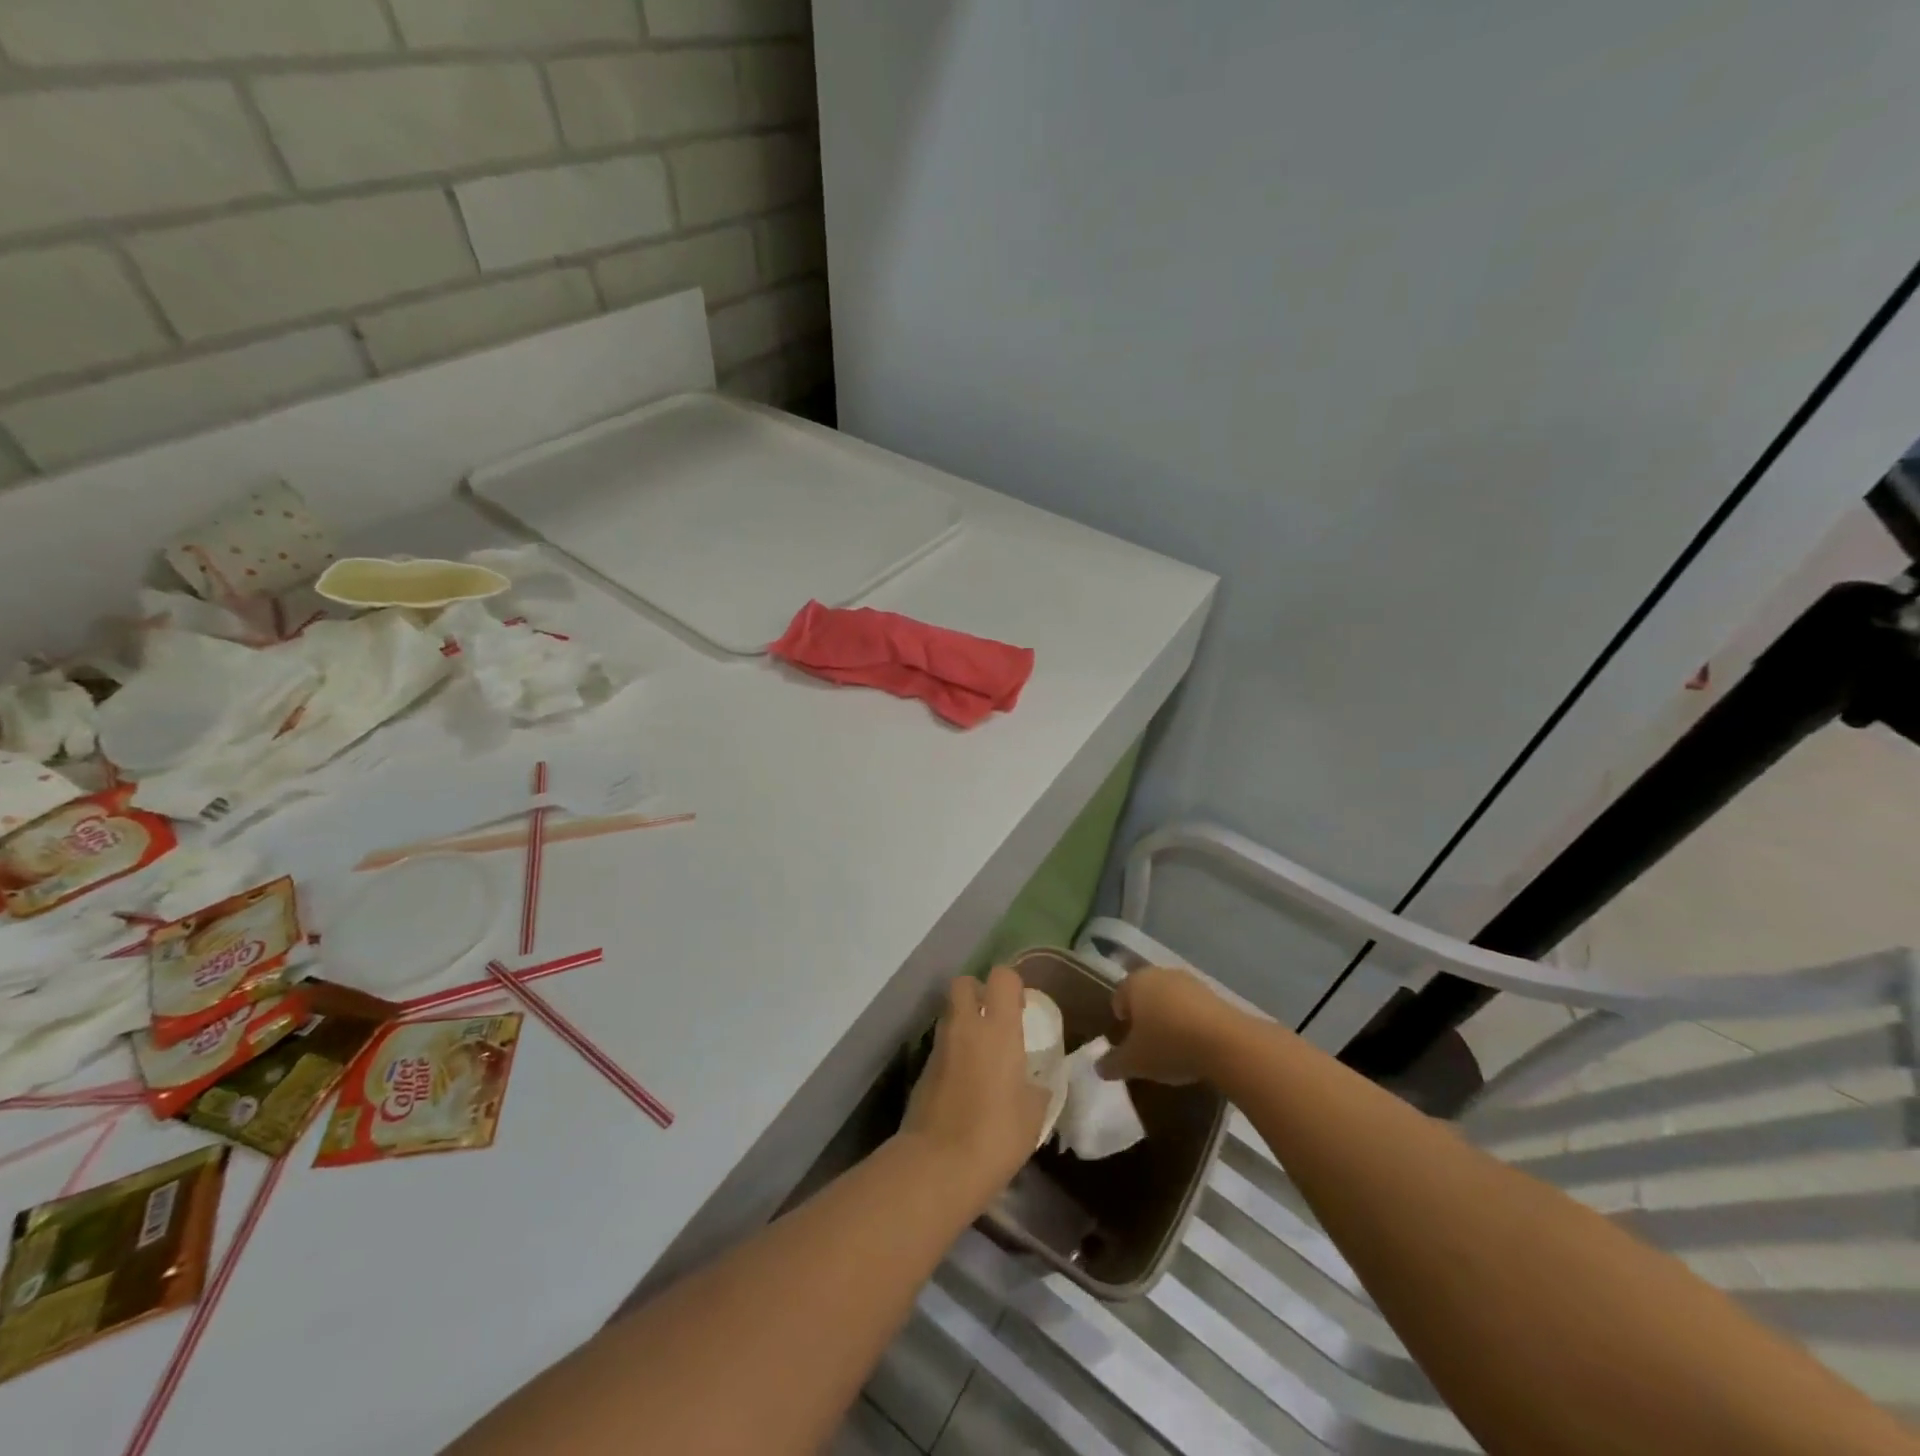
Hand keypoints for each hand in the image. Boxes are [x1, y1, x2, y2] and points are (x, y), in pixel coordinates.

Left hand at [900, 965, 1049, 1196]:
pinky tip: (965, 1082)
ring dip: (964, 1022)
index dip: (1012, 985)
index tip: (1020, 1009)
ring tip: (982, 1054)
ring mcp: (939, 1045)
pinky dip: (953, 1052)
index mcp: (998, 1028)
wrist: (937, 1164)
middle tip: (995, 1020)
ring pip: (950, 1013)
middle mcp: (965, 1026)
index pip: (1002, 977)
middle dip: (978, 992)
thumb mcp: (1033, 1114)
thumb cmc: (996, 1135)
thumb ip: (1036, 1089)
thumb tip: (1034, 1085)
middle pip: (964, 983)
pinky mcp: (923, 1068)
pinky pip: (941, 1045)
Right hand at [1097, 966, 1246, 1084]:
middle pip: (1145, 996)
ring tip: (1173, 1049)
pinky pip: (1193, 1008)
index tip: (1127, 1044)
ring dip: (1169, 1019)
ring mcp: (1189, 982)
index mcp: (1135, 982)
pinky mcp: (1215, 994)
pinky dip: (1190, 1023)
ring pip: (1170, 1000)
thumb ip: (1112, 1063)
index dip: (1120, 1021)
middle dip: (1144, 1018)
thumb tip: (1097, 1067)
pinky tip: (1196, 1047)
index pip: (1118, 998)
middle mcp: (1160, 974)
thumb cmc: (1168, 1045)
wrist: (1226, 1043)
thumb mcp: (1134, 1062)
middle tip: (1148, 1046)